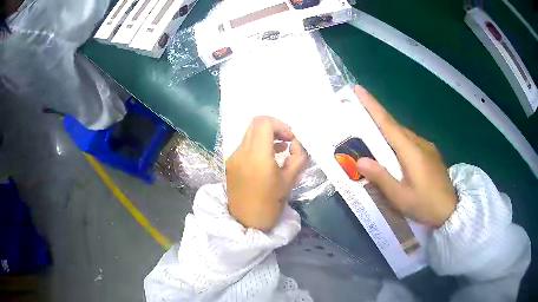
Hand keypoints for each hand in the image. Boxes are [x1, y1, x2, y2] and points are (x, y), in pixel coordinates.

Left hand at [226, 116, 307, 231]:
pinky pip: (245, 146)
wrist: (246, 223)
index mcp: (257, 156)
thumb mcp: (290, 181)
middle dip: (274, 128)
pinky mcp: (230, 163)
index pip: (264, 123)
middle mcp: (241, 152)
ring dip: (266, 136)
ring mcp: (233, 157)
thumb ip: (298, 157)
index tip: (291, 139)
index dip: (281, 125)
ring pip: (249, 134)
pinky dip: (257, 145)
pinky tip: (268, 158)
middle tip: (287, 141)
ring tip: (280, 150)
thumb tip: (297, 144)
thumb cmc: (270, 205)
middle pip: (255, 124)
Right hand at [354, 86, 456, 227]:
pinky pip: (411, 141)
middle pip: (394, 126)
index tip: (359, 89)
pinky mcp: (431, 154)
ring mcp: (427, 147)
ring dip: (388, 131)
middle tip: (359, 116)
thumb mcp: (400, 197)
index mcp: (411, 151)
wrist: (452, 210)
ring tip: (373, 137)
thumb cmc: (426, 205)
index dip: (372, 105)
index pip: (387, 123)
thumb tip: (359, 160)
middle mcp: (419, 143)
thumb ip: (381, 178)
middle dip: (376, 117)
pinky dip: (398, 141)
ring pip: (403, 133)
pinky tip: (395, 153)